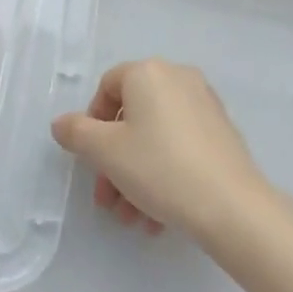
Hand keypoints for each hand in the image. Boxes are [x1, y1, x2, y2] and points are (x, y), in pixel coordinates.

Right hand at [51, 59, 268, 239]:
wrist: (230, 204)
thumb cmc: (159, 167)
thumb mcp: (106, 152)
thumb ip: (77, 133)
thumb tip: (62, 123)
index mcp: (148, 72)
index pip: (107, 86)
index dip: (92, 123)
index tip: (91, 160)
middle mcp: (178, 77)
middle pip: (131, 116)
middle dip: (113, 161)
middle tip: (107, 200)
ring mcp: (203, 103)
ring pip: (155, 136)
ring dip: (135, 176)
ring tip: (132, 219)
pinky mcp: (221, 130)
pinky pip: (179, 145)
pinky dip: (163, 173)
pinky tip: (157, 216)